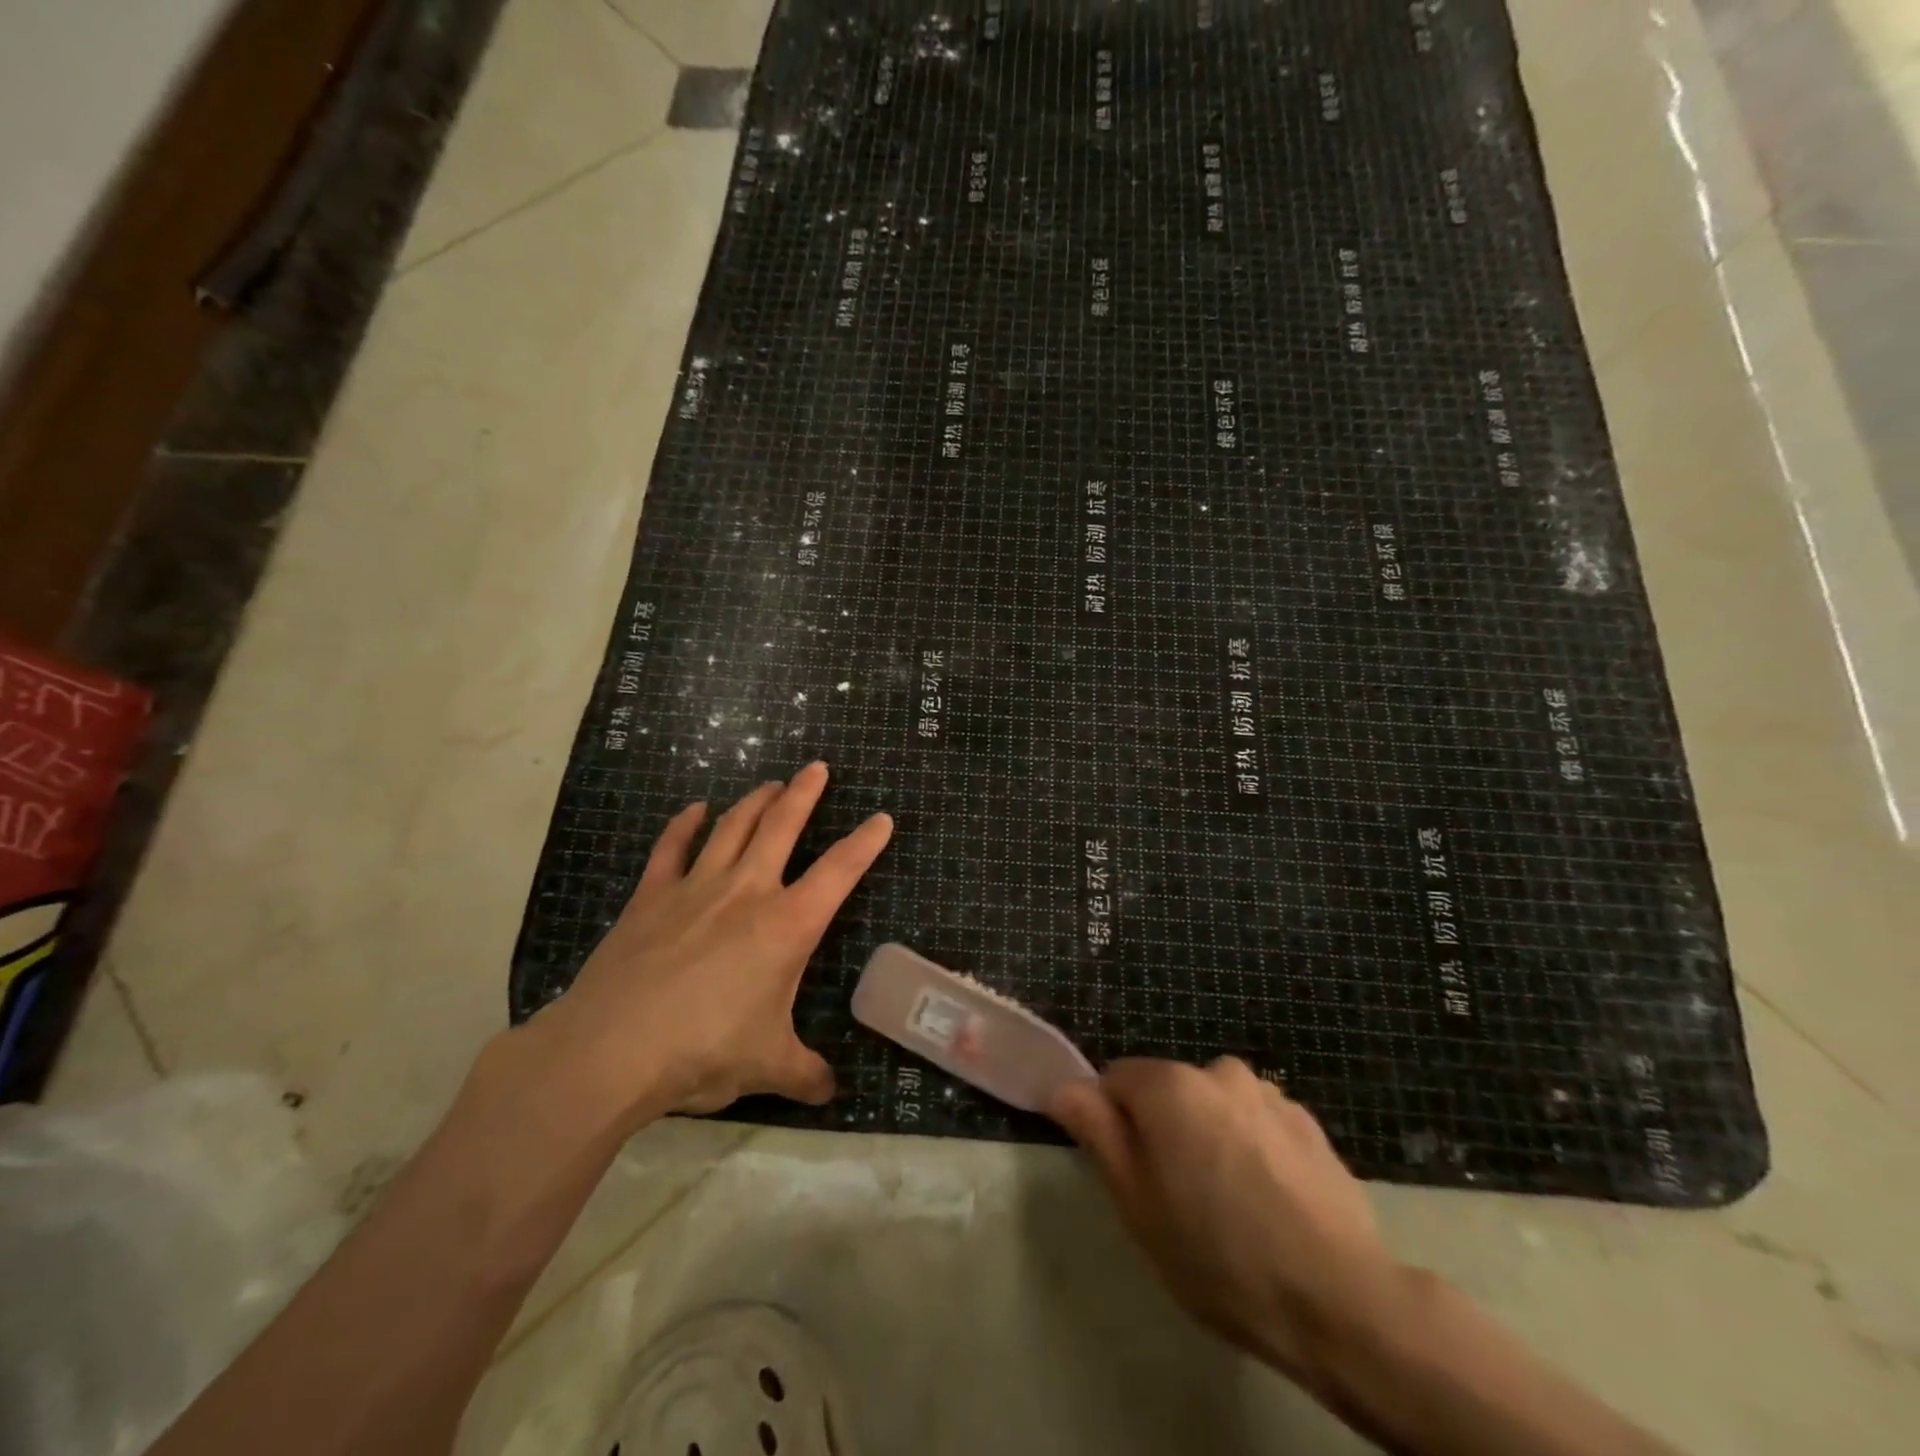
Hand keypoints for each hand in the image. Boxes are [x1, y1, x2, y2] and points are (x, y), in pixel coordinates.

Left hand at [530, 761, 891, 1123]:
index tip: (882, 818)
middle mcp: (747, 892)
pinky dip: (685, 825)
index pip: (839, 872)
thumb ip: (806, 1074)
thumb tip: (832, 1092)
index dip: (865, 843)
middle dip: (804, 794)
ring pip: (732, 828)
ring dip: (755, 801)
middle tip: (816, 768)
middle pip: (782, 826)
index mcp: (787, 926)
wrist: (610, 1051)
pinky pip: (671, 849)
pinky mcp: (650, 898)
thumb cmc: (703, 1053)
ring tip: (771, 784)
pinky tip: (696, 810)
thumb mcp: (767, 1067)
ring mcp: (695, 889)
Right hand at [1050, 1057, 1408, 1391]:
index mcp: (1170, 1086)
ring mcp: (1270, 1095)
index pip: (1116, 1079)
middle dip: (1164, 1131)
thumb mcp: (1138, 1204)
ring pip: (1215, 1107)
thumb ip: (1098, 1132)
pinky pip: (1258, 1125)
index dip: (1113, 1123)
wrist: (1341, 1302)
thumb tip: (1064, 1087)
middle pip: (1169, 1092)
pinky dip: (1252, 1150)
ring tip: (1231, 1207)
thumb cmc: (1219, 1256)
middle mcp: (1219, 1071)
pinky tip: (1270, 1205)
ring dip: (1210, 1137)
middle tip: (1177, 1199)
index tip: (1129, 1174)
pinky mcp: (1310, 1124)